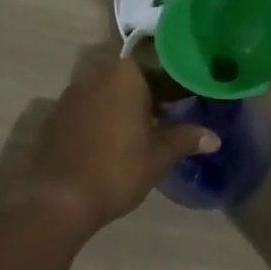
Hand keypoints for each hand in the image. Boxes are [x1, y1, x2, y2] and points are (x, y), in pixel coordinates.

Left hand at [13, 57, 219, 235]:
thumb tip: (214, 138)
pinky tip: (112, 142)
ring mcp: (73, 91)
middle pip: (134, 77)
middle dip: (151, 94)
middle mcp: (98, 72)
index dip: (177, 87)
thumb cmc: (116, 169)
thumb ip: (185, 139)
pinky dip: (104, 116)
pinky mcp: (56, 113)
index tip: (189, 103)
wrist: (56, 199)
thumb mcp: (158, 155)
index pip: (161, 69)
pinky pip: (90, 106)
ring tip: (143, 132)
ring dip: (126, 105)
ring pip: (110, 91)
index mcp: (126, 73)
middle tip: (169, 118)